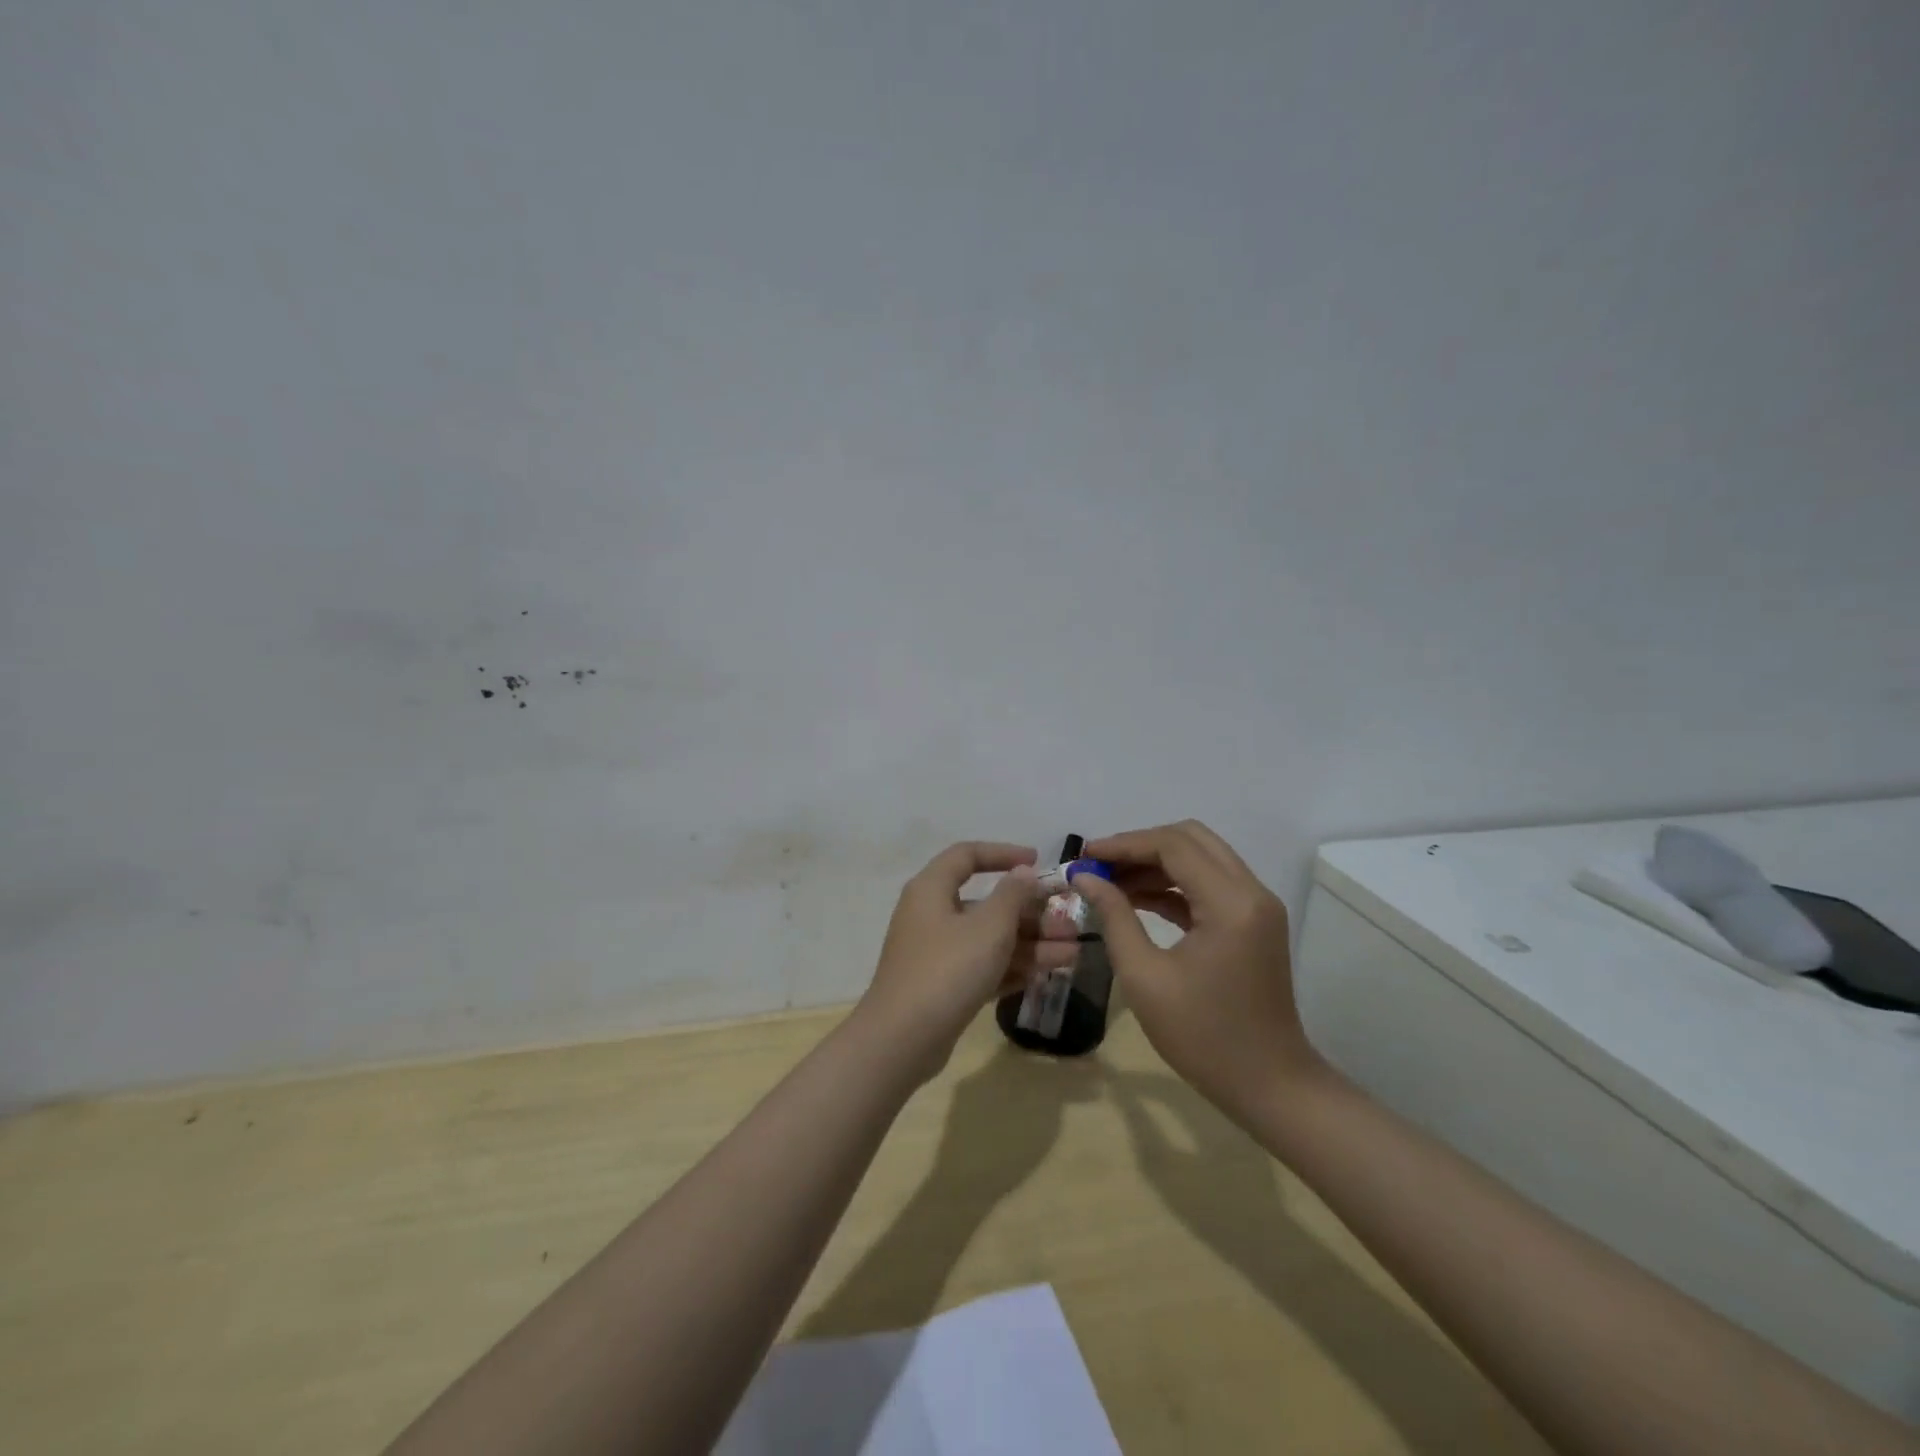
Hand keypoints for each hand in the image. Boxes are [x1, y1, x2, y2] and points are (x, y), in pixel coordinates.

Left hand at [856, 842, 1072, 1080]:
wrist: (902, 1040)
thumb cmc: (947, 969)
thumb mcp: (988, 927)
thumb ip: (1012, 896)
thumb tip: (1023, 873)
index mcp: (932, 889)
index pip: (967, 856)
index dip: (1003, 854)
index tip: (1037, 862)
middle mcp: (931, 915)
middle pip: (987, 904)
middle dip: (1031, 914)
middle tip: (1069, 926)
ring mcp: (936, 953)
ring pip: (989, 939)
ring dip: (1031, 944)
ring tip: (1072, 955)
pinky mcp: (943, 986)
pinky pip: (983, 967)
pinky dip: (1012, 968)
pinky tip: (1047, 975)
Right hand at [1071, 821, 1321, 1120]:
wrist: (1270, 1086)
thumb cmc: (1203, 1037)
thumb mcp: (1145, 977)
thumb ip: (1114, 917)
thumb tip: (1085, 878)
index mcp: (1231, 903)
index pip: (1173, 846)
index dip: (1124, 844)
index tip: (1084, 857)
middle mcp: (1251, 891)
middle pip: (1191, 839)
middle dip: (1140, 846)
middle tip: (1098, 866)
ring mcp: (1256, 906)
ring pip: (1200, 858)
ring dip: (1155, 863)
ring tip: (1109, 882)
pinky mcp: (1253, 922)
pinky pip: (1209, 884)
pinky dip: (1173, 884)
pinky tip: (1136, 899)